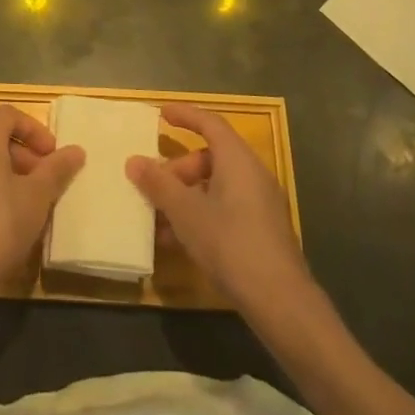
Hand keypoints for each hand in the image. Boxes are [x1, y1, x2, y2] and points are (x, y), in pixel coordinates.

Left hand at [0, 106, 85, 304]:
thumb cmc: (0, 225)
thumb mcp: (37, 196)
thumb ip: (57, 169)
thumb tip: (76, 150)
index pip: (9, 115)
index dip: (35, 129)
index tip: (52, 153)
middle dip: (28, 154)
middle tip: (48, 179)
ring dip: (15, 175)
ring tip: (36, 203)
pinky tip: (14, 222)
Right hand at [128, 104, 308, 312]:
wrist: (280, 301)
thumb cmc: (230, 243)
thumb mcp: (186, 212)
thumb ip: (159, 184)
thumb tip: (133, 161)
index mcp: (237, 160)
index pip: (210, 123)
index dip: (185, 115)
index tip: (161, 114)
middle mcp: (252, 174)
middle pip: (210, 157)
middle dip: (178, 169)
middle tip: (154, 186)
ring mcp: (259, 204)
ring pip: (214, 186)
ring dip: (184, 197)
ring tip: (157, 219)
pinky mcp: (260, 230)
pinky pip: (224, 208)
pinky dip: (199, 215)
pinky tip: (176, 241)